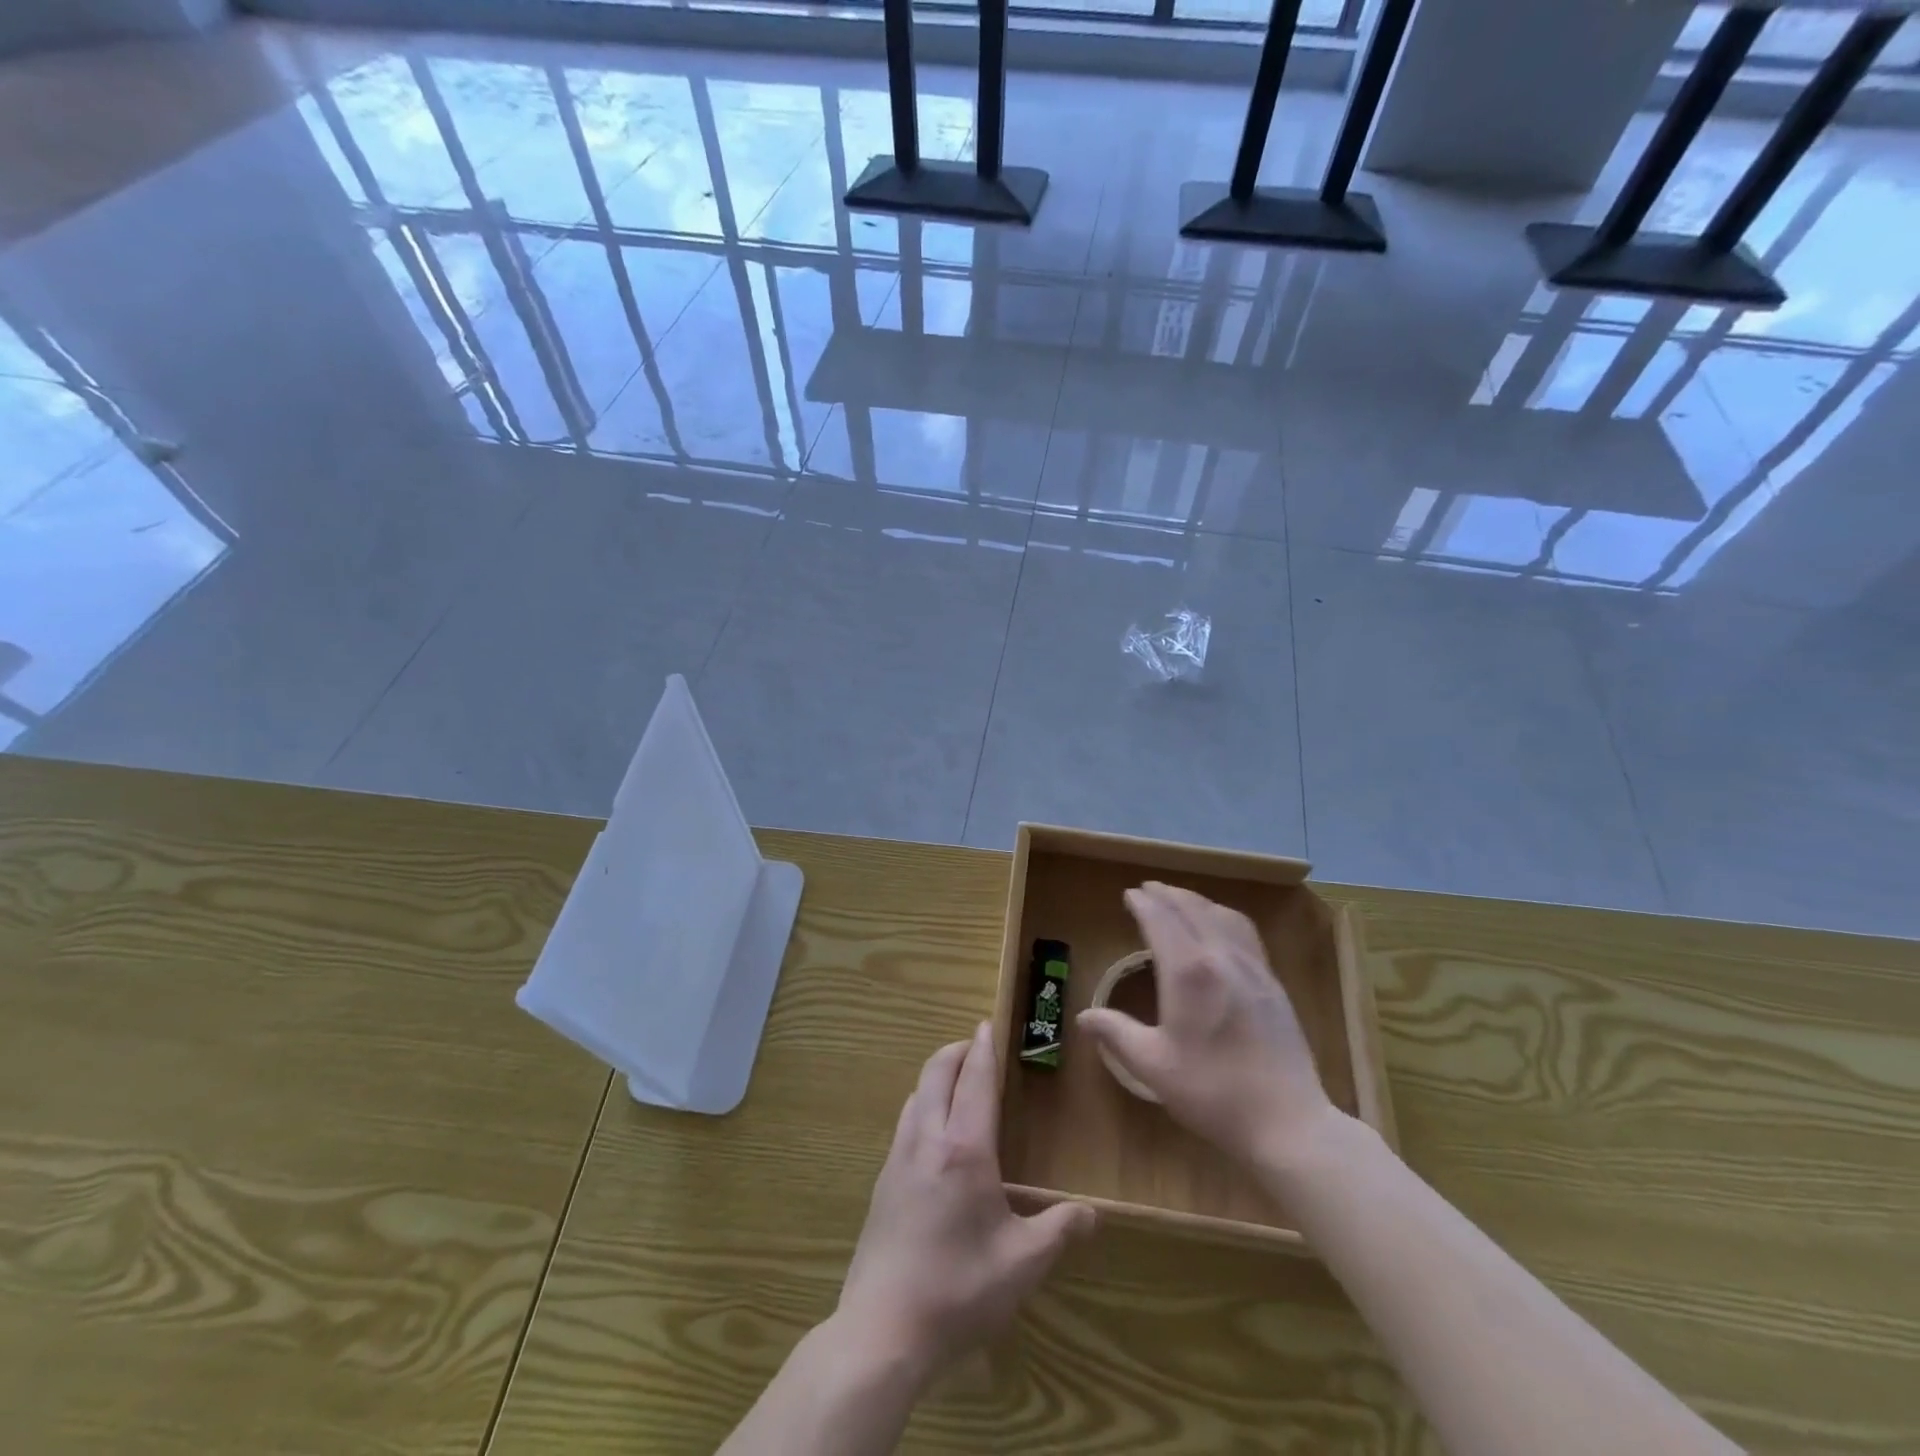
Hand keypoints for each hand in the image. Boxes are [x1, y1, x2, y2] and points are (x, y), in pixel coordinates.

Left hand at [836, 1022, 1095, 1378]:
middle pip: (936, 1073)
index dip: (983, 1049)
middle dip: (955, 1051)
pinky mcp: (882, 1182)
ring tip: (956, 1083)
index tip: (986, 1024)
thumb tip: (1093, 1214)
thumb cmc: (959, 1289)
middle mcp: (927, 1140)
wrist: (882, 1330)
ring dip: (935, 1076)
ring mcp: (898, 1159)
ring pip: (915, 1095)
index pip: (975, 1081)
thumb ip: (1059, 1231)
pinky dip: (921, 1105)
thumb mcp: (1022, 1264)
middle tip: (975, 1046)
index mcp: (964, 1150)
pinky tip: (932, 1133)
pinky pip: (904, 1123)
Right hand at [1077, 881, 1343, 1169]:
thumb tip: (1084, 1016)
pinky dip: (1223, 916)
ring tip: (1180, 900)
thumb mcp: (1153, 1066)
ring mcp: (1253, 968)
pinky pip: (1245, 932)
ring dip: (1196, 901)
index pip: (1161, 921)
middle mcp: (1221, 957)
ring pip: (1222, 916)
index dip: (1143, 904)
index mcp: (1188, 972)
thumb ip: (1117, 1034)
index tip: (1128, 895)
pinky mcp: (1273, 983)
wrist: (1287, 1122)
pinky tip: (1220, 928)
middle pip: (1192, 909)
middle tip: (1148, 889)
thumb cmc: (1213, 1093)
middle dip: (1168, 894)